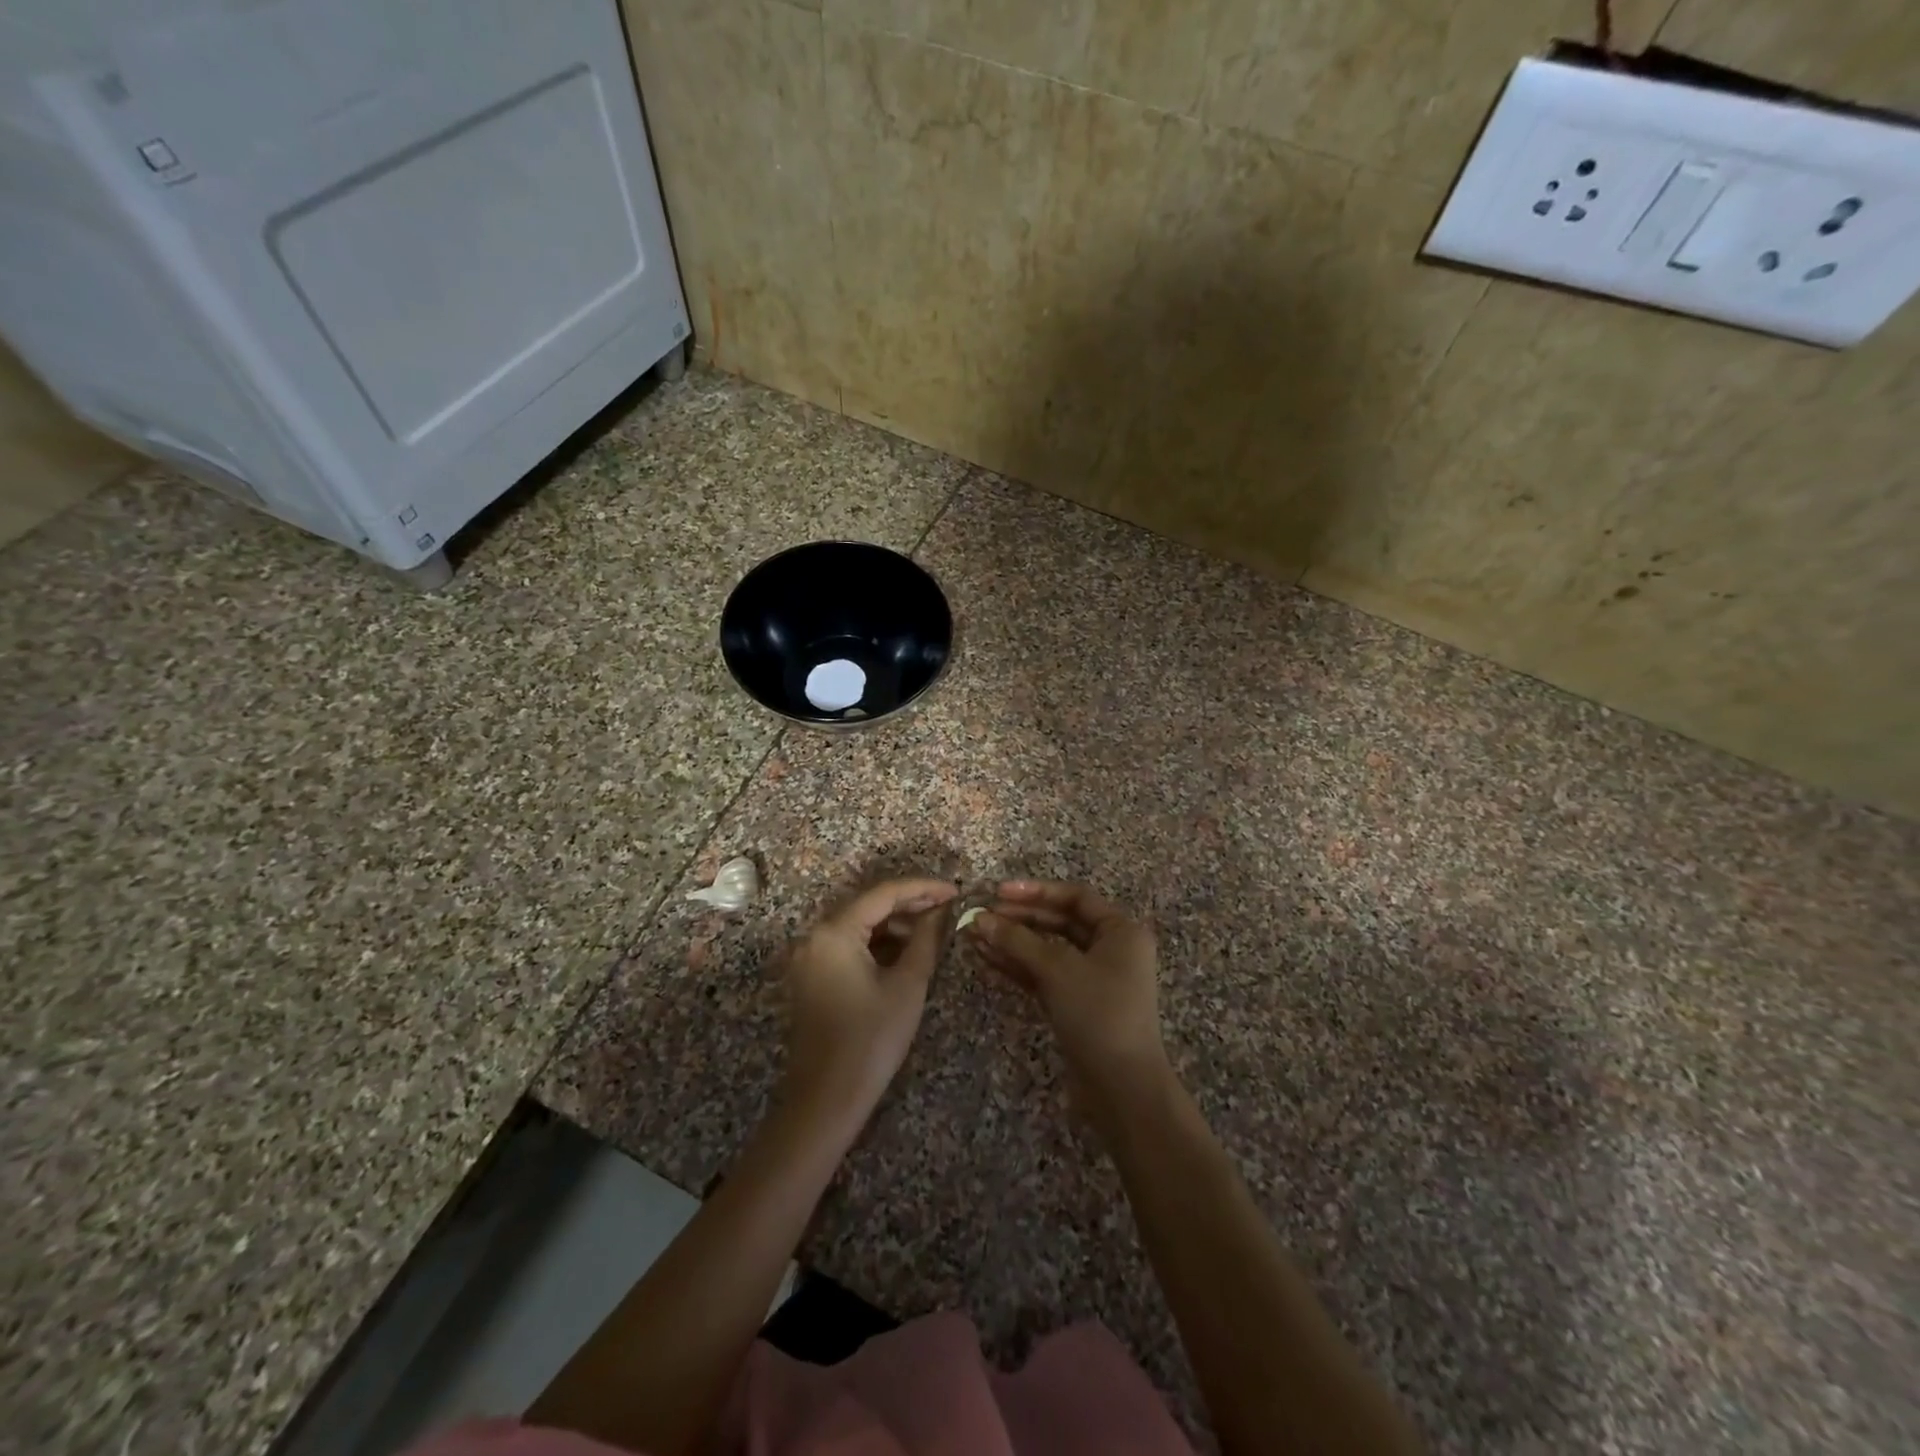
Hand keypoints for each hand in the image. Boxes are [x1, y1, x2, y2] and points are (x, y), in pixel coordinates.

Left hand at [782, 877, 957, 1126]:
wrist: (826, 1101)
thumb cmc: (871, 1040)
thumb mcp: (908, 985)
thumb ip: (926, 939)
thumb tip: (943, 911)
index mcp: (834, 931)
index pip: (884, 893)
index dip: (923, 888)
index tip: (957, 891)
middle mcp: (815, 936)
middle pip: (869, 905)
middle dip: (910, 904)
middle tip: (948, 908)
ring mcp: (809, 957)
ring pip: (859, 925)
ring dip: (895, 924)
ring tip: (933, 930)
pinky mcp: (812, 976)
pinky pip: (848, 945)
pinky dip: (877, 944)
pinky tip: (906, 951)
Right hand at [966, 880, 1172, 1120]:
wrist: (1122, 1088)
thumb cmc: (1099, 1014)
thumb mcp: (1057, 970)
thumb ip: (1017, 940)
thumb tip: (979, 918)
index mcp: (1121, 931)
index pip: (1075, 897)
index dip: (1035, 892)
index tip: (998, 892)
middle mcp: (1111, 949)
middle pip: (1059, 922)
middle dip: (1019, 919)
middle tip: (981, 915)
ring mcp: (1093, 979)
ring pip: (1048, 950)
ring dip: (1013, 943)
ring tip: (974, 936)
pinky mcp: (1078, 1004)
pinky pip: (1045, 975)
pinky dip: (1018, 967)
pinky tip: (986, 959)